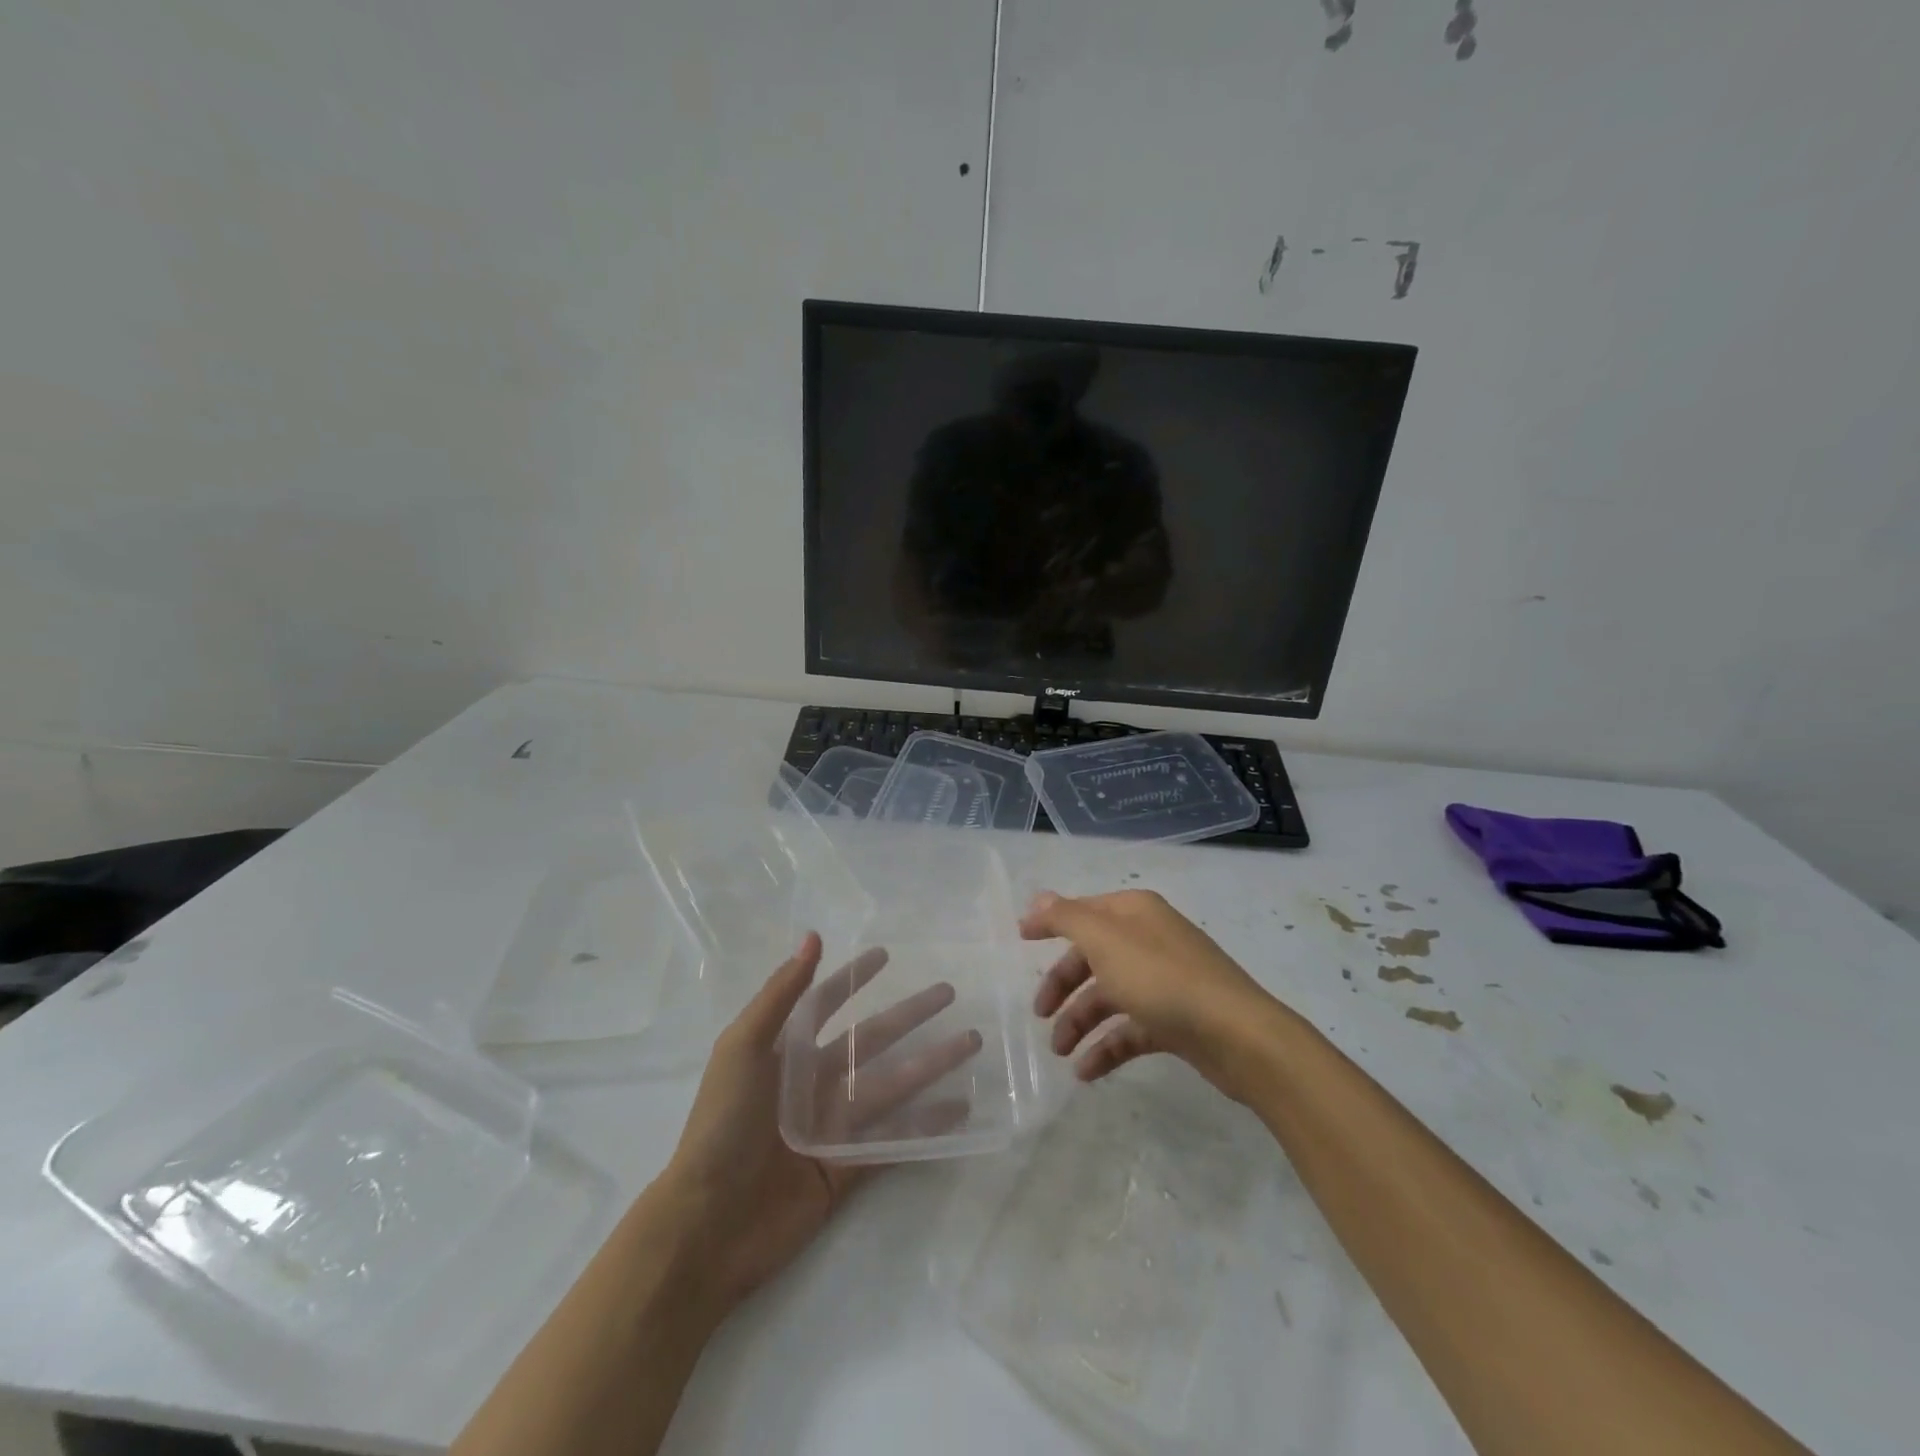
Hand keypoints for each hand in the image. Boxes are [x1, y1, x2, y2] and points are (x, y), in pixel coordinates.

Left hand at [660, 933, 977, 1315]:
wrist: (708, 1224)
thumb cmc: (722, 1126)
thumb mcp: (742, 1048)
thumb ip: (781, 994)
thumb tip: (813, 937)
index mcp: (786, 1053)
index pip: (827, 1004)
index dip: (853, 979)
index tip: (885, 956)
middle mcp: (813, 1083)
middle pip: (871, 1040)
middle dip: (909, 1015)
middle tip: (948, 993)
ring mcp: (833, 1126)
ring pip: (892, 1085)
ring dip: (931, 1064)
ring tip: (969, 1043)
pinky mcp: (848, 1167)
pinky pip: (894, 1139)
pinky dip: (927, 1124)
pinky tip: (960, 1108)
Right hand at [1021, 888, 1283, 1099]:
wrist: (1237, 1036)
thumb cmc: (1162, 979)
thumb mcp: (1105, 941)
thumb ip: (1067, 918)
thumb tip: (1038, 899)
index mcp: (1134, 913)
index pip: (1083, 912)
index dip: (1050, 924)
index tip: (1020, 940)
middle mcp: (1149, 939)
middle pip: (1093, 957)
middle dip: (1063, 985)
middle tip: (1039, 1014)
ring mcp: (1164, 980)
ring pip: (1110, 996)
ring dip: (1080, 1022)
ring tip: (1060, 1053)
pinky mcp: (1176, 1019)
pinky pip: (1131, 1029)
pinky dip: (1107, 1047)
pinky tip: (1087, 1072)